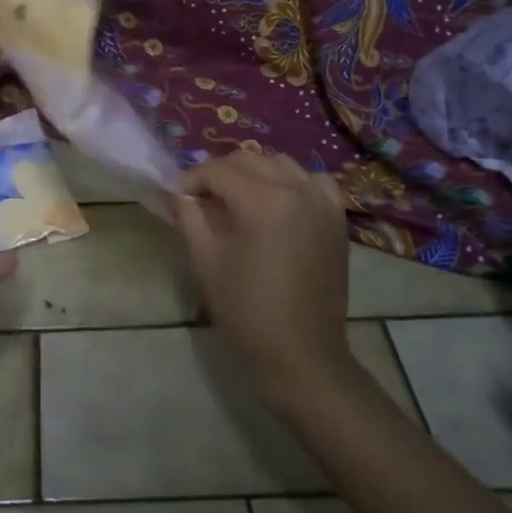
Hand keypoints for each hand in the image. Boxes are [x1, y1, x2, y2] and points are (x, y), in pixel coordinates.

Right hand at [171, 151, 350, 409]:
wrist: (301, 352)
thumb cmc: (246, 309)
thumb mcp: (205, 260)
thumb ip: (189, 216)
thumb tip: (178, 191)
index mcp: (263, 201)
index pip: (218, 170)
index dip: (191, 179)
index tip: (175, 197)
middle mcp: (297, 189)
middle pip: (248, 160)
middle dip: (219, 173)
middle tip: (200, 199)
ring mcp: (322, 202)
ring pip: (281, 164)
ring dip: (253, 172)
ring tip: (236, 199)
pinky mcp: (336, 218)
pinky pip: (313, 181)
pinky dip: (292, 181)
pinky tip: (278, 202)